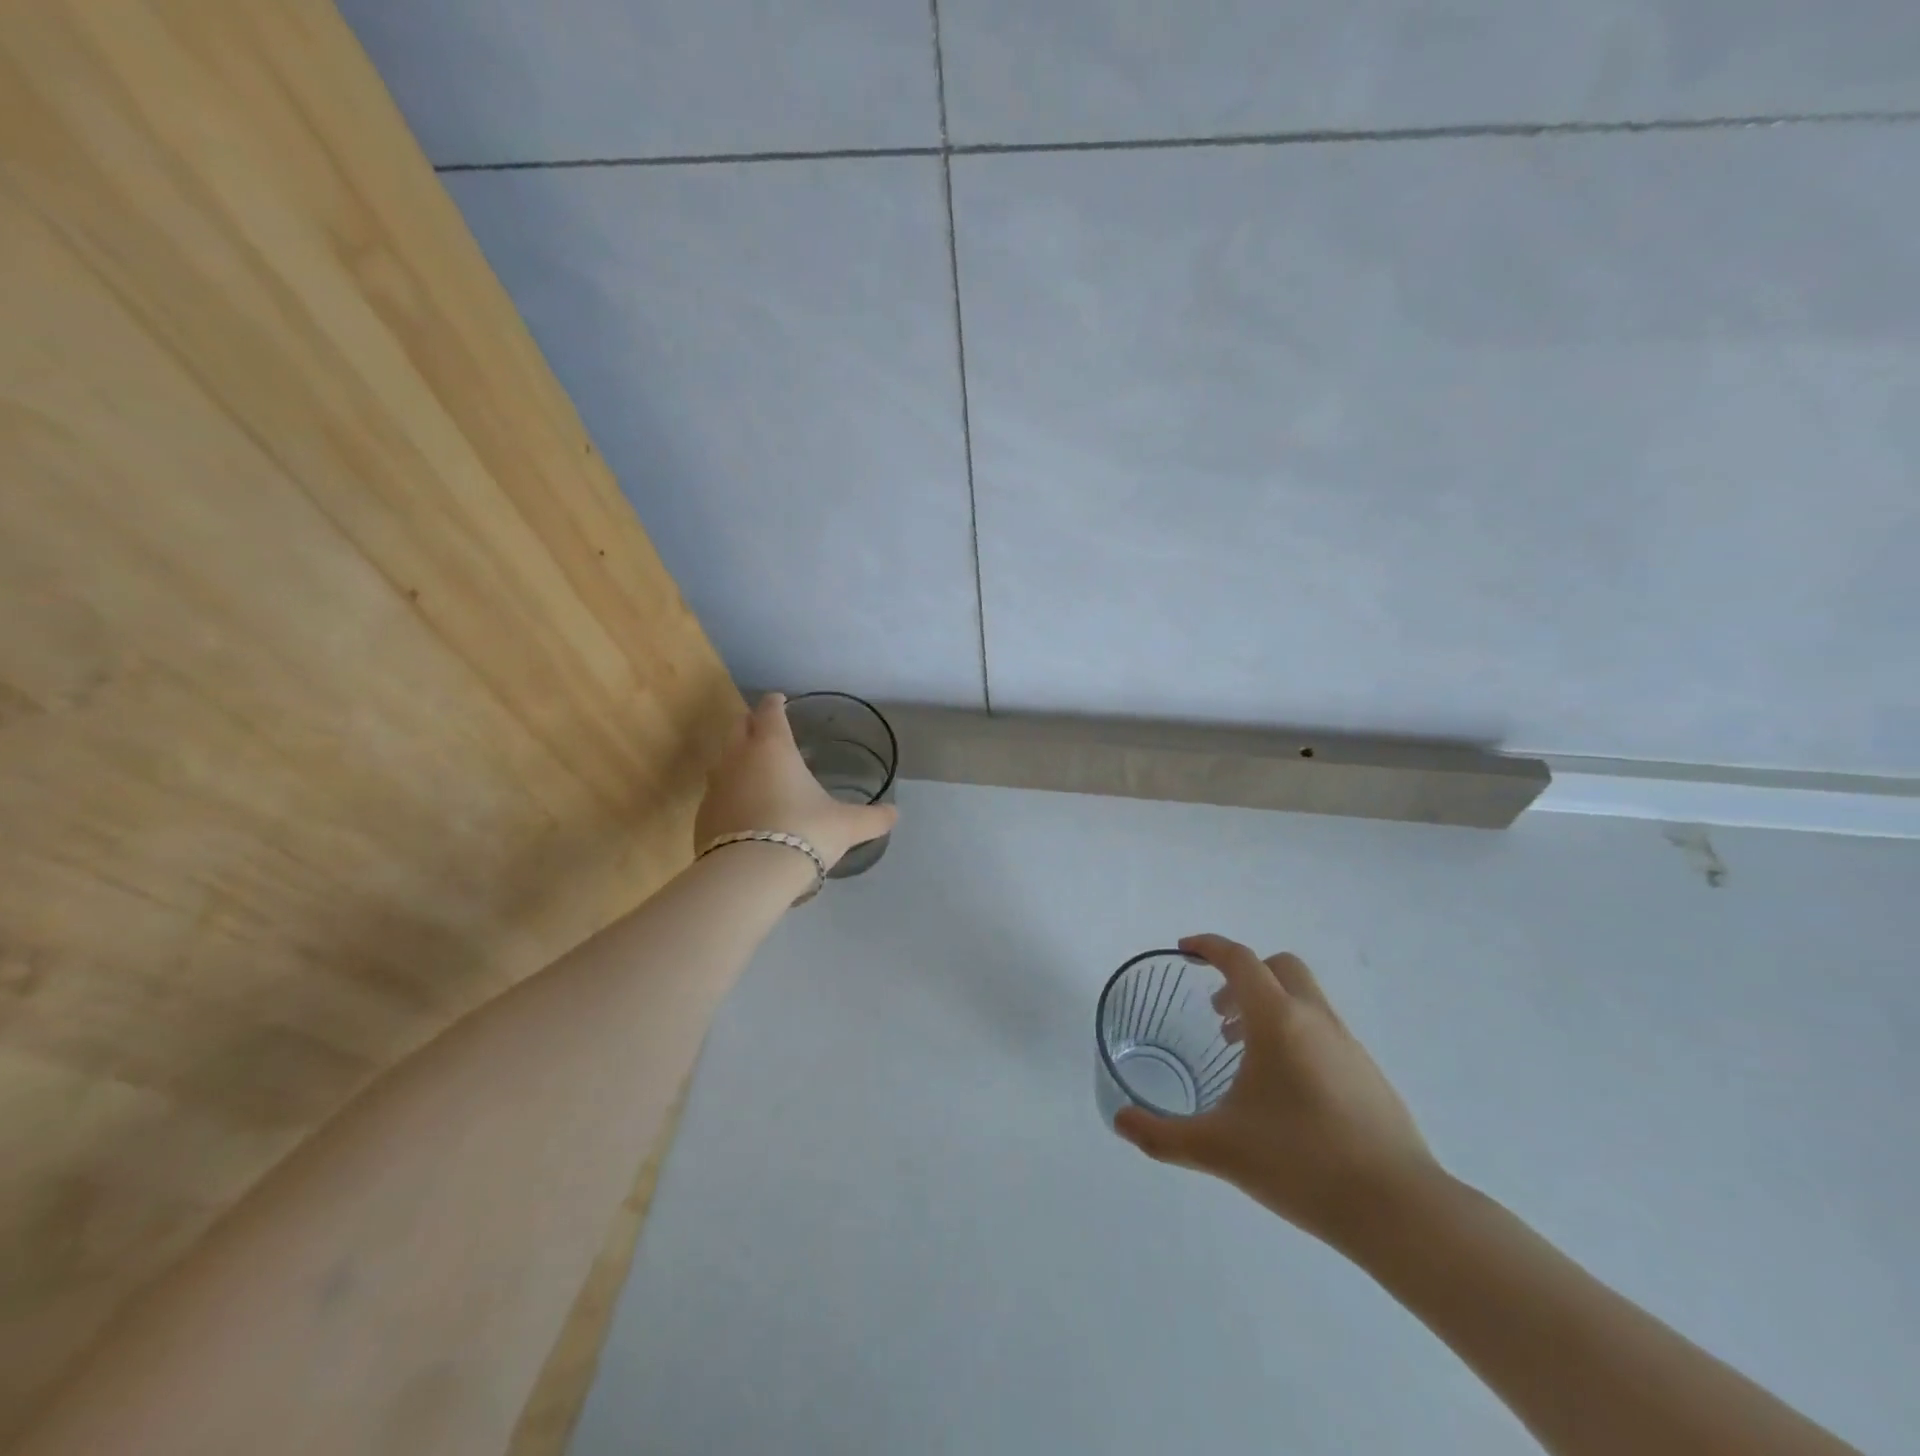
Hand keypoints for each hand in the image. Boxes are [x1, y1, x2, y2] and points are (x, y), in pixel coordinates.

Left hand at [695, 693, 898, 872]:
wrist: (750, 875)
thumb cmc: (804, 833)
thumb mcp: (847, 826)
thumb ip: (872, 818)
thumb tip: (895, 814)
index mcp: (773, 747)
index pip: (770, 711)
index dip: (776, 703)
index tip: (780, 700)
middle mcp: (738, 758)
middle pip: (739, 726)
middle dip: (752, 723)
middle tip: (767, 729)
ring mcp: (715, 786)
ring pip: (723, 759)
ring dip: (738, 758)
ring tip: (756, 771)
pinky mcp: (703, 816)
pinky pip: (717, 794)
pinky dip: (730, 793)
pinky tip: (744, 810)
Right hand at [1114, 934, 1440, 1245]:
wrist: (1400, 1211)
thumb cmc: (1301, 1163)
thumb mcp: (1219, 1149)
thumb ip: (1161, 1135)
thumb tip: (1120, 1122)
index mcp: (1278, 1019)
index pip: (1239, 960)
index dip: (1209, 947)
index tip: (1185, 951)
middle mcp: (1315, 1019)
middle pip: (1278, 967)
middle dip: (1243, 976)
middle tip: (1218, 1013)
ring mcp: (1349, 1045)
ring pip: (1304, 999)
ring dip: (1269, 1007)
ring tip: (1244, 1055)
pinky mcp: (1369, 1074)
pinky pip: (1323, 1030)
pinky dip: (1295, 1035)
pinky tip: (1284, 1090)